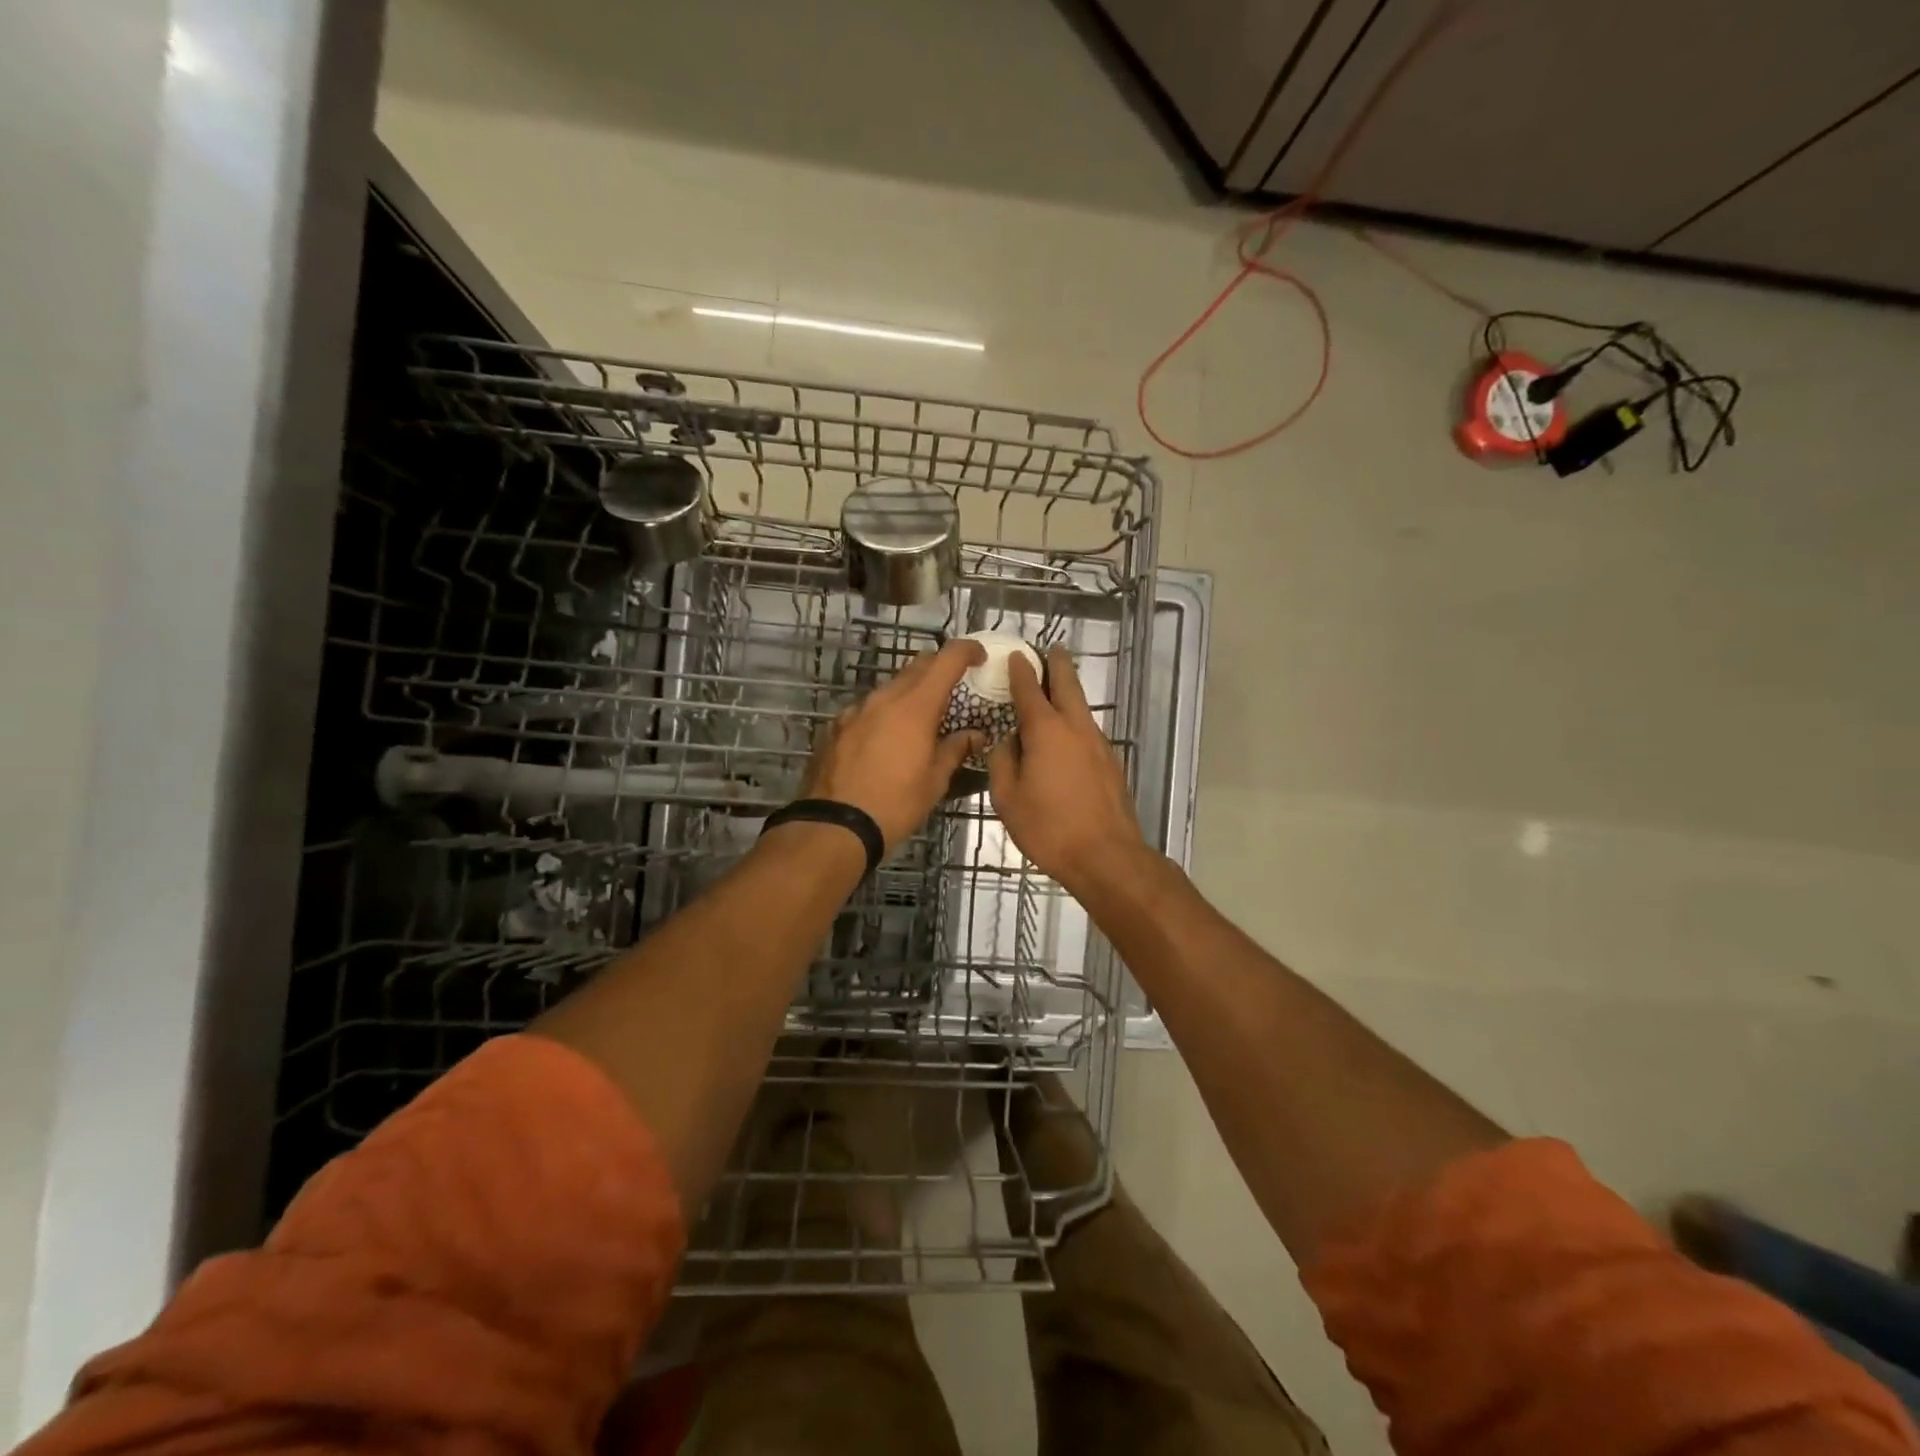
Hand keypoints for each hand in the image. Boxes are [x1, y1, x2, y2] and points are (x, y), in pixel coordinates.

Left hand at [798, 638, 986, 848]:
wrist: (834, 825)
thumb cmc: (895, 804)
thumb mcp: (934, 781)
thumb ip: (956, 750)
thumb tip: (975, 735)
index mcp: (915, 706)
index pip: (946, 659)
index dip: (967, 650)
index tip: (979, 657)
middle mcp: (884, 698)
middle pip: (917, 667)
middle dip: (939, 669)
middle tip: (955, 688)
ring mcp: (856, 710)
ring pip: (890, 688)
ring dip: (910, 693)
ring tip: (921, 720)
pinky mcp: (836, 726)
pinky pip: (868, 709)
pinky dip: (884, 714)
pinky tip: (886, 740)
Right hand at [988, 646, 1150, 896]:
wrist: (1106, 856)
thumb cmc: (1048, 828)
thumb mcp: (1007, 798)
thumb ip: (1002, 762)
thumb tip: (1006, 743)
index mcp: (1046, 730)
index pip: (1029, 689)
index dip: (1021, 670)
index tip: (1016, 655)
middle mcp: (1075, 728)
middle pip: (1067, 685)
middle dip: (1057, 664)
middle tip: (1050, 650)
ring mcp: (1098, 744)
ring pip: (1082, 707)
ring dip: (1068, 692)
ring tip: (1055, 688)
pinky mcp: (1110, 763)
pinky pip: (1088, 730)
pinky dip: (1075, 721)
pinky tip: (1065, 735)